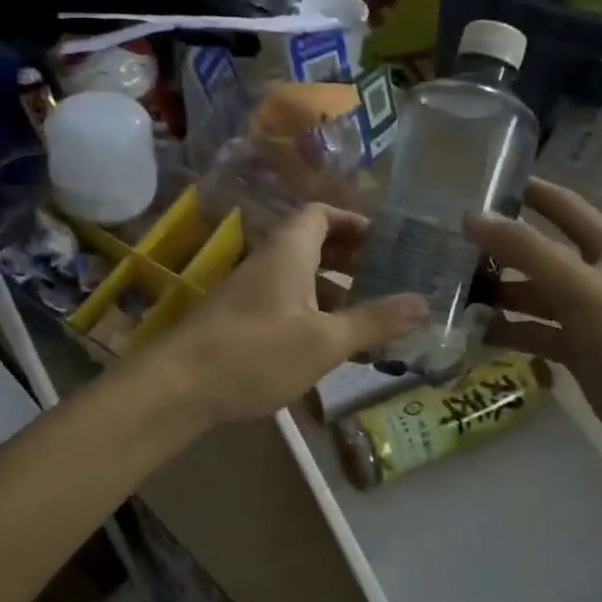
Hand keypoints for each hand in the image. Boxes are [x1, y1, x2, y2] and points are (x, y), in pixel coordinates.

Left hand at [142, 203, 426, 426]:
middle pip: (314, 245)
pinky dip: (313, 316)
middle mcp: (268, 263)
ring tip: (371, 320)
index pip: (321, 213)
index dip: (354, 221)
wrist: (176, 388)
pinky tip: (332, 348)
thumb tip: (424, 303)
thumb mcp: (325, 341)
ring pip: (301, 280)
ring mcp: (250, 293)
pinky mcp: (240, 322)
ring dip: (335, 293)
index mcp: (289, 252)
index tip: (385, 242)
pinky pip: (286, 305)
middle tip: (387, 279)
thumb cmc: (256, 353)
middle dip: (352, 260)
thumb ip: (375, 321)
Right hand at [466, 180, 601, 466]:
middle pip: (540, 252)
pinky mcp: (578, 348)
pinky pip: (535, 331)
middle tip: (449, 246)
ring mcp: (587, 313)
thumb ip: (526, 250)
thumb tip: (472, 218)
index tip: (482, 183)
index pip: (562, 206)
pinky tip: (473, 333)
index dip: (527, 191)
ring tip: (452, 292)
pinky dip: (508, 330)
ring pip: (534, 293)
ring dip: (499, 292)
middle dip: (500, 248)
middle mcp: (597, 273)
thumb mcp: (577, 286)